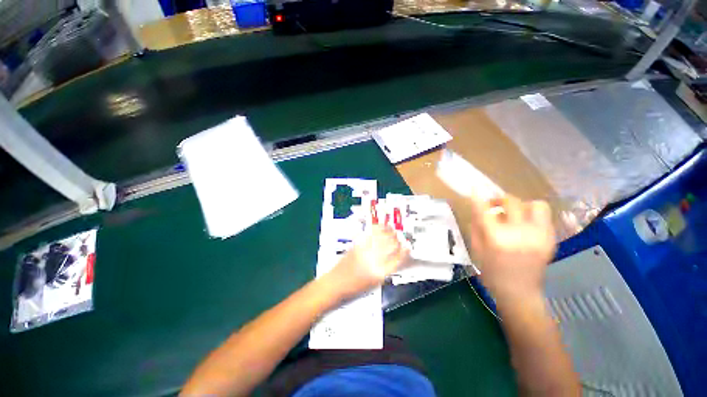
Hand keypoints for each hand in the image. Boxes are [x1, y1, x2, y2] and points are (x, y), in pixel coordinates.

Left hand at [323, 225, 408, 299]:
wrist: (336, 282)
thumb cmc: (356, 286)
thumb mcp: (376, 282)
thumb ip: (388, 269)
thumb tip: (397, 257)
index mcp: (380, 272)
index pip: (398, 258)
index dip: (405, 251)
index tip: (408, 247)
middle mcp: (374, 259)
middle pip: (391, 245)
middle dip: (399, 240)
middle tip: (401, 238)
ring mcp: (365, 250)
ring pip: (383, 237)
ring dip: (391, 233)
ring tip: (394, 231)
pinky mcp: (358, 244)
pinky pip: (372, 233)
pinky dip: (379, 228)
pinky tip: (383, 227)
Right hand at [466, 194, 555, 302]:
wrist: (519, 293)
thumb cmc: (491, 272)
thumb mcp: (477, 249)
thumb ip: (477, 226)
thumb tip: (478, 208)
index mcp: (497, 238)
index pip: (485, 210)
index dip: (478, 197)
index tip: (474, 189)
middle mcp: (520, 233)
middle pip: (512, 201)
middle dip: (499, 199)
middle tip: (493, 205)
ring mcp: (539, 235)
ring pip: (535, 205)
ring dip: (521, 205)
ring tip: (513, 214)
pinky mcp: (551, 239)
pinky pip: (544, 216)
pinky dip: (532, 215)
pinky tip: (524, 224)